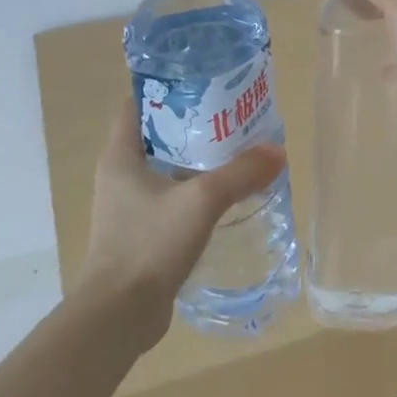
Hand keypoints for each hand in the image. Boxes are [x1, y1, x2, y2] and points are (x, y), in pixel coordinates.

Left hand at [79, 99, 286, 349]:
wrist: (119, 315)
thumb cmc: (149, 244)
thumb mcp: (201, 201)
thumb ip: (240, 173)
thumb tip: (277, 152)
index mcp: (120, 156)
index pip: (136, 104)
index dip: (167, 88)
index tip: (203, 82)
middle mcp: (119, 175)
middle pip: (157, 134)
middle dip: (193, 122)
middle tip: (232, 114)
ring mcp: (128, 206)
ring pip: (166, 168)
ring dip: (197, 158)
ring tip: (236, 150)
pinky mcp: (142, 232)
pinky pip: (171, 197)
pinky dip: (196, 190)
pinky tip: (226, 195)